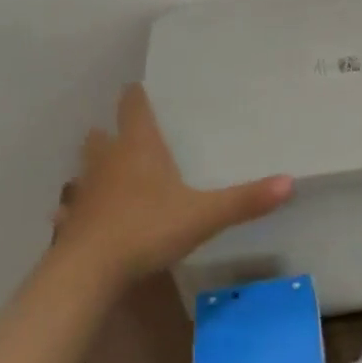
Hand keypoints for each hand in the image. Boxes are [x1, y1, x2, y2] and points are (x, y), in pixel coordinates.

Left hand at [54, 84, 293, 286]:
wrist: (87, 272)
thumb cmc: (146, 229)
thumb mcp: (204, 215)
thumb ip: (244, 200)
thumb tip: (290, 181)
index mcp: (139, 147)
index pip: (132, 105)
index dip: (137, 96)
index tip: (143, 90)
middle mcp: (108, 160)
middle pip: (101, 134)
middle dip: (113, 133)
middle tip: (132, 138)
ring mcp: (85, 191)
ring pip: (84, 168)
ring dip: (94, 168)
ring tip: (111, 176)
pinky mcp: (71, 221)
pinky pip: (71, 208)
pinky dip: (77, 209)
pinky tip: (83, 219)